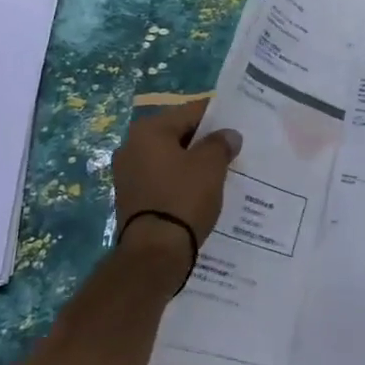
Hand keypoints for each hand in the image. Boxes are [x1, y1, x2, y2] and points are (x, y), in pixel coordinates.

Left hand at [110, 98, 237, 282]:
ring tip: (220, 171)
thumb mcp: (211, 165)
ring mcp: (127, 173)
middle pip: (177, 133)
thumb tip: (228, 135)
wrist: (154, 254)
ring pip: (169, 157)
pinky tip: (200, 191)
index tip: (237, 124)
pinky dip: (180, 180)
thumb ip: (221, 143)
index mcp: (148, 130)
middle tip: (231, 148)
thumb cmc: (183, 198)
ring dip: (192, 162)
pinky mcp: (130, 198)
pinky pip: (161, 178)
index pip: (190, 111)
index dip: (217, 116)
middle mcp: (131, 146)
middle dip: (204, 141)